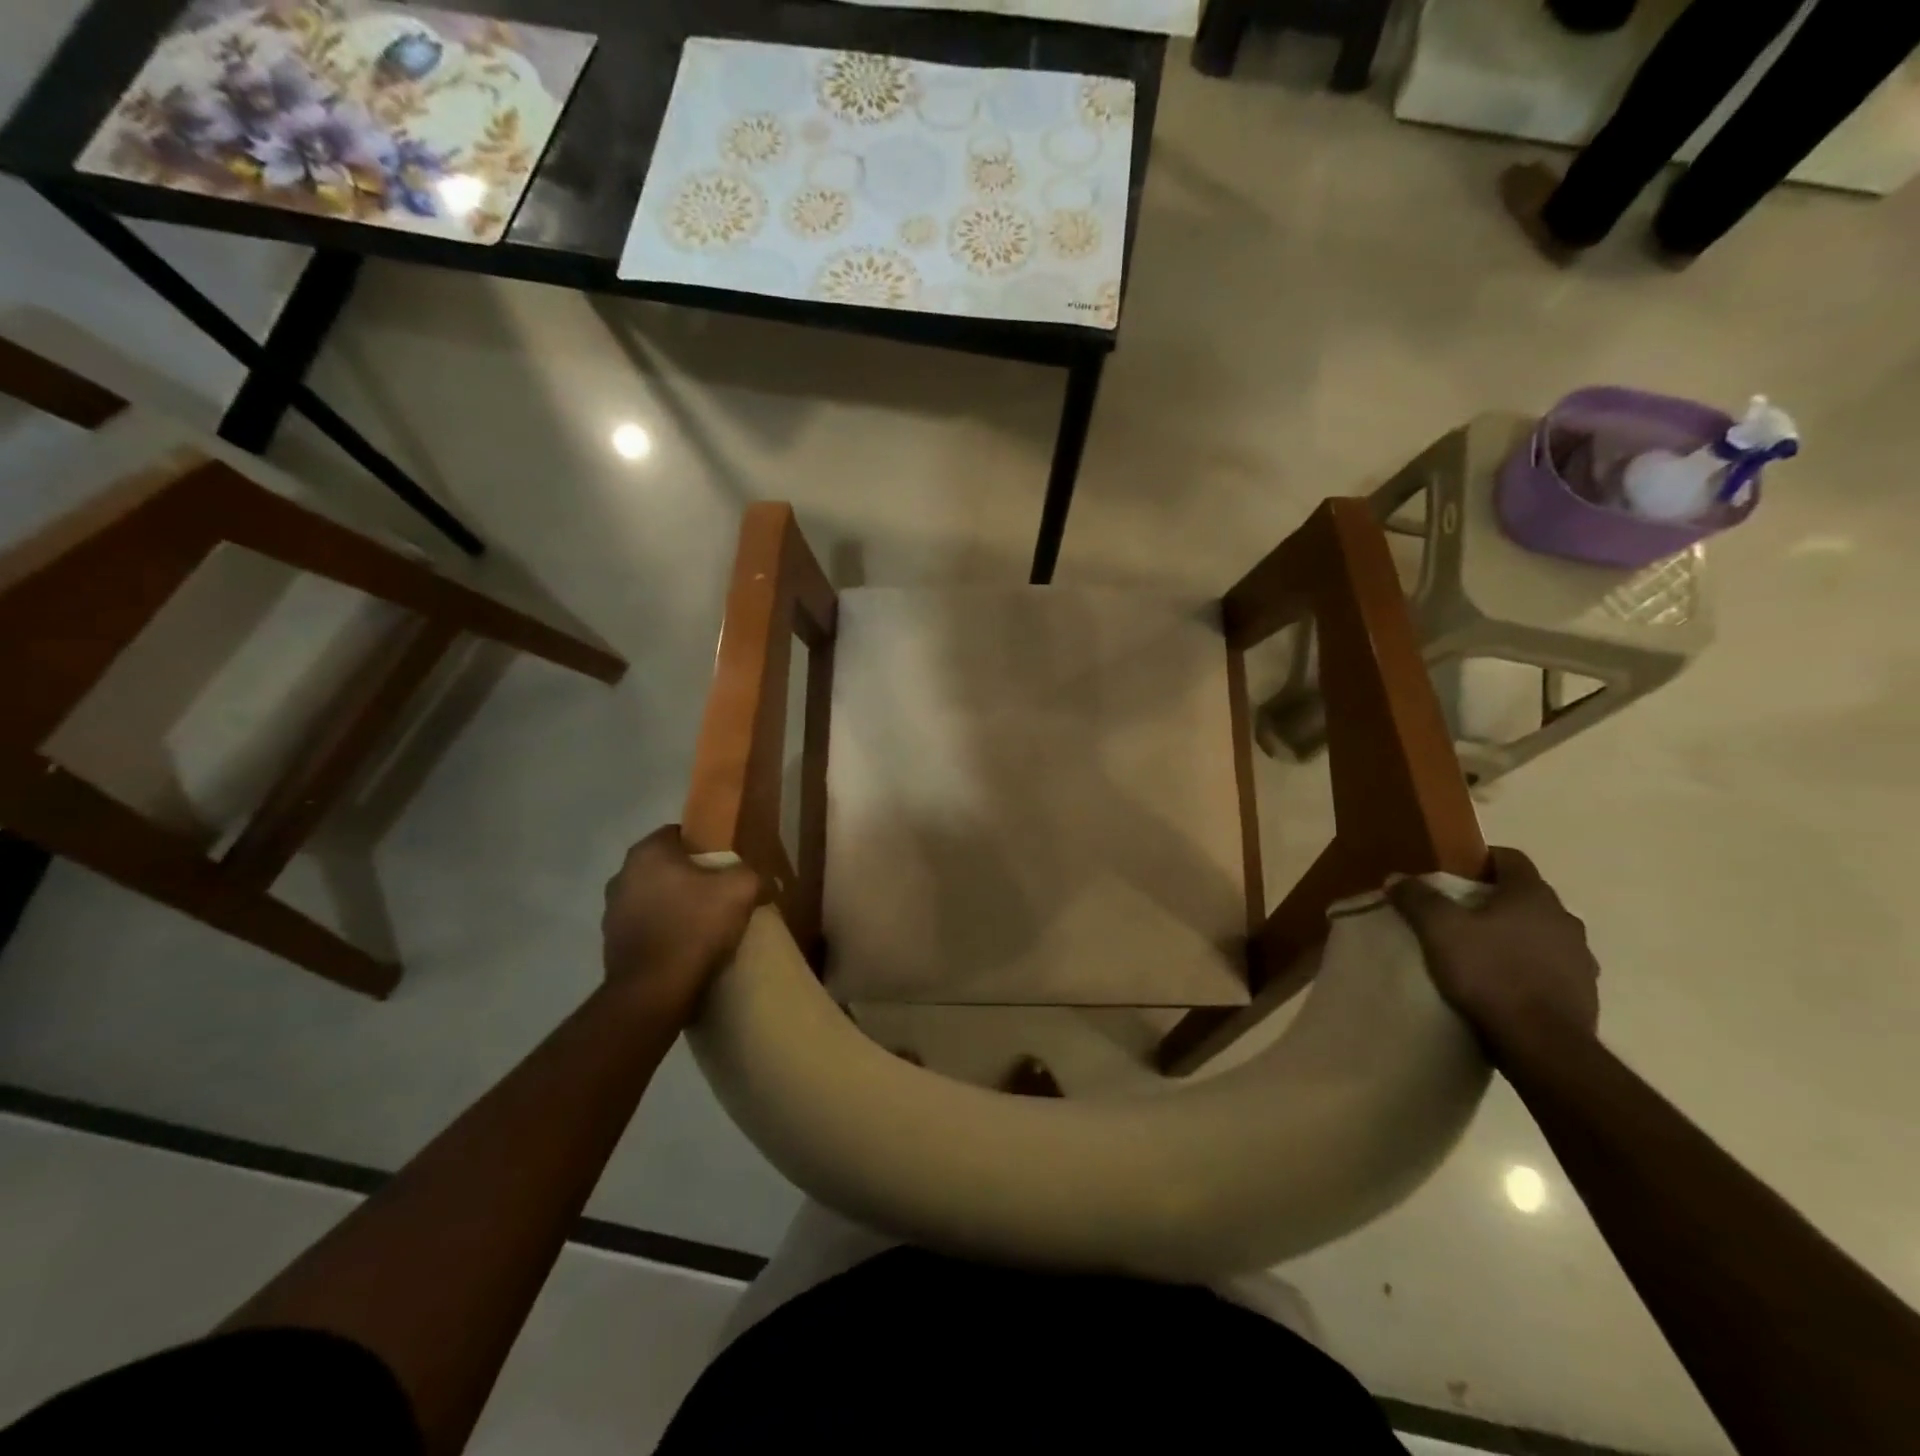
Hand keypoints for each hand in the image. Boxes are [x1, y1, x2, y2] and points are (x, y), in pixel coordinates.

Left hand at [601, 825, 760, 1018]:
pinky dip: (664, 932)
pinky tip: (686, 948)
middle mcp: (622, 875)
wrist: (653, 993)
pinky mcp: (612, 945)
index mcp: (648, 853)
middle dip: (691, 877)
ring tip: (705, 924)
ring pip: (654, 898)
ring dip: (675, 905)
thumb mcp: (741, 890)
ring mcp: (612, 912)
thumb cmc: (695, 927)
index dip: (706, 846)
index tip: (726, 865)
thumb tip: (764, 882)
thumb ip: (754, 875)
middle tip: (721, 893)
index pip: (680, 834)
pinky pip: (647, 928)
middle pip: (666, 867)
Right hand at [1388, 846, 1599, 1062]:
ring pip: (1541, 933)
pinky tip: (1502, 984)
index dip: (1482, 860)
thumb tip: (1397, 878)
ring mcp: (1580, 958)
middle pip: (1526, 897)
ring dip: (1515, 936)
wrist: (1542, 1044)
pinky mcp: (1584, 993)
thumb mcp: (1438, 930)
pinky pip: (1550, 967)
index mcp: (1533, 895)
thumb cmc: (1490, 973)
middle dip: (1494, 901)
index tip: (1455, 874)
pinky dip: (1528, 968)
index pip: (1511, 858)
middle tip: (1458, 915)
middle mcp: (1564, 919)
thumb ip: (1417, 898)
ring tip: (1480, 953)